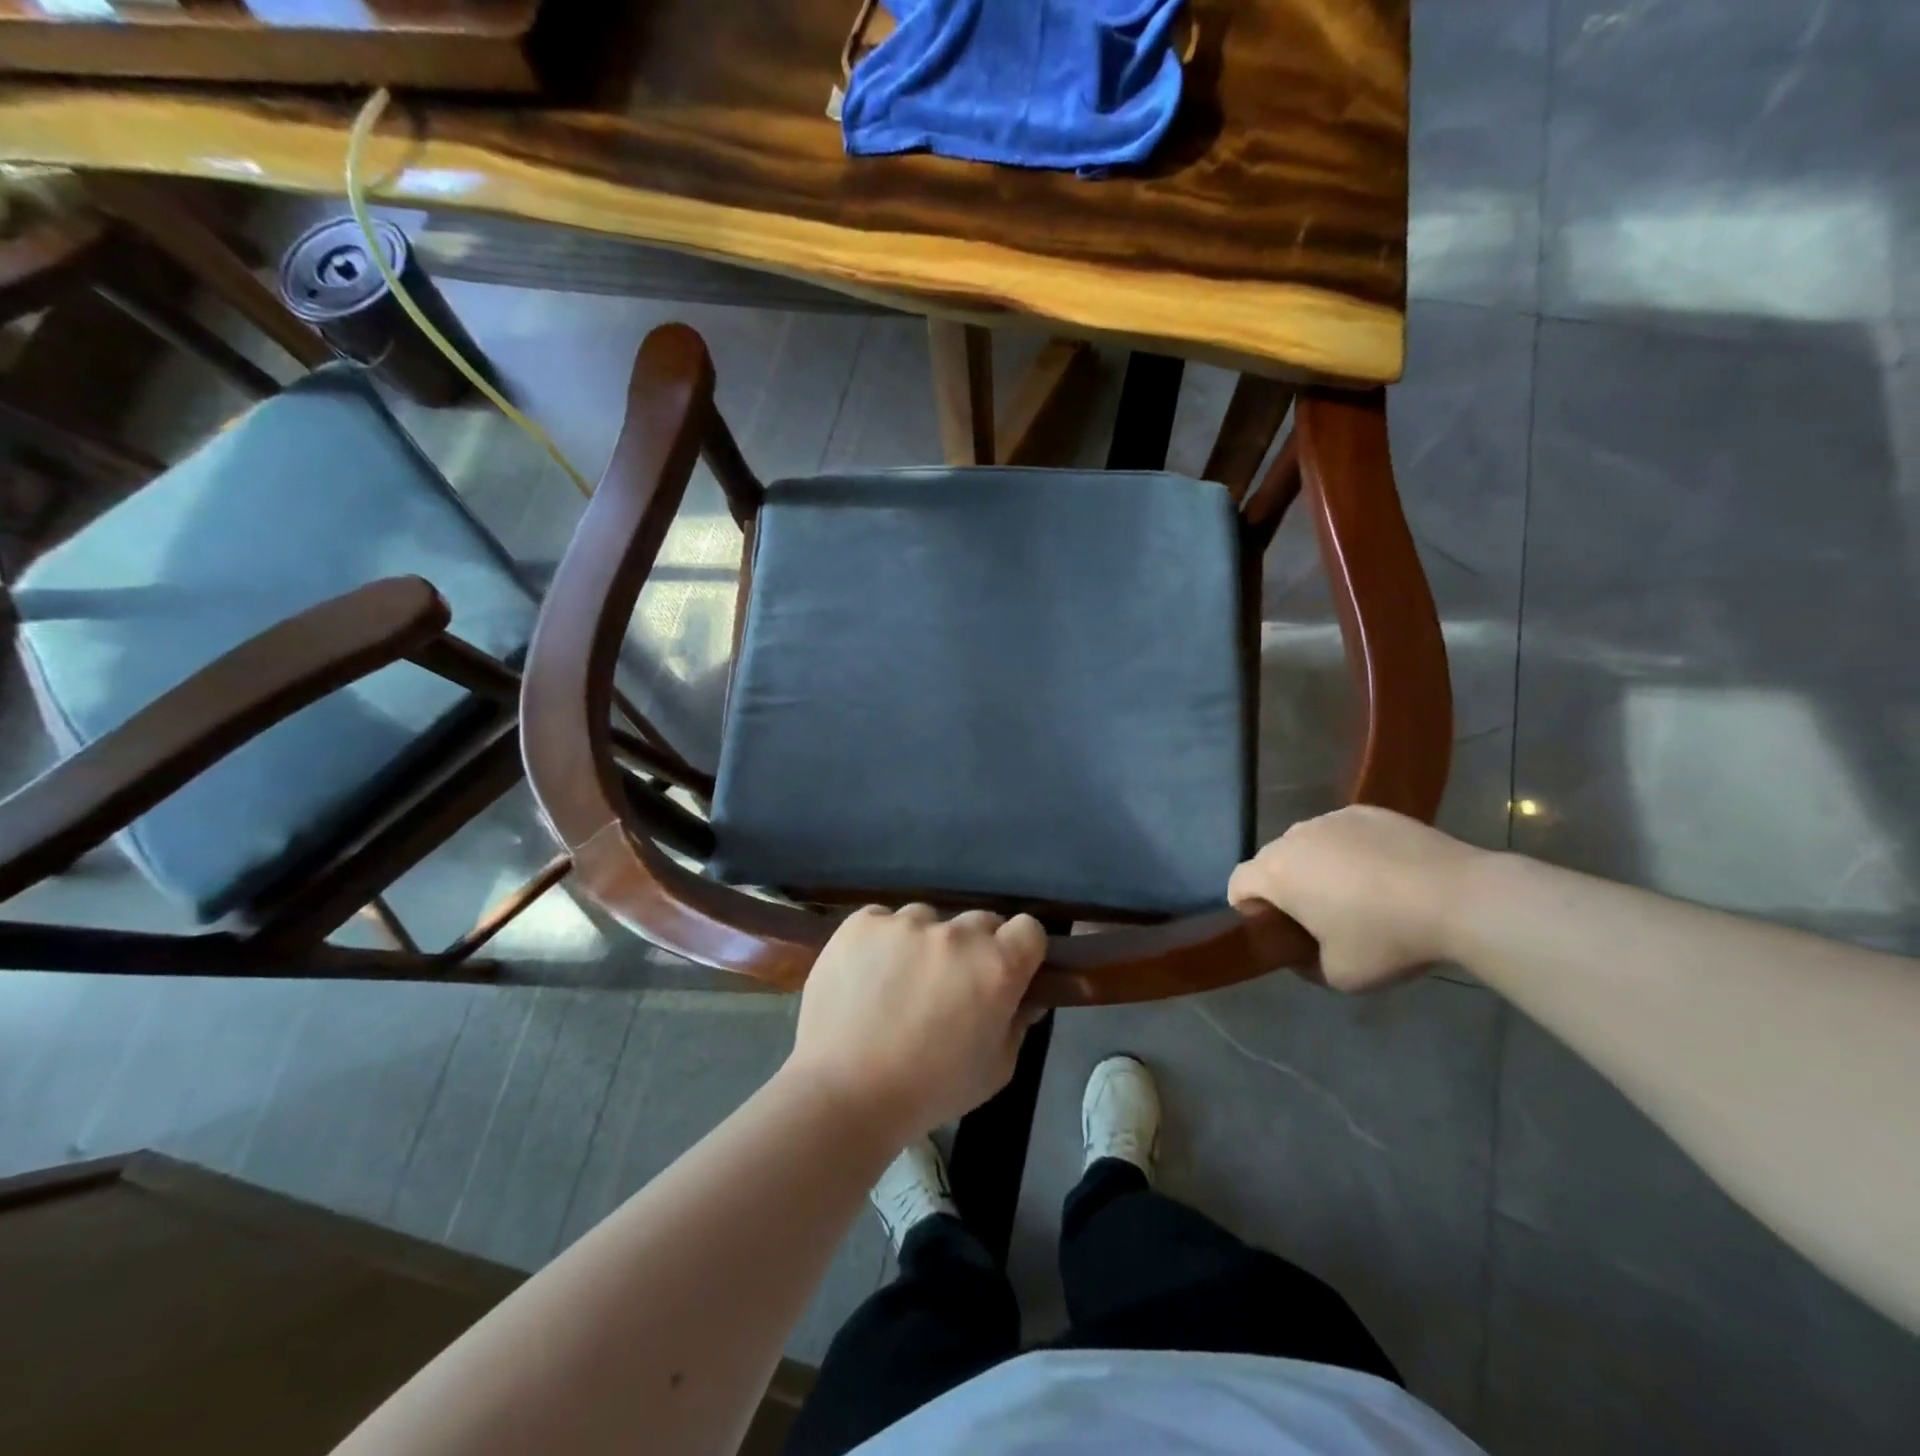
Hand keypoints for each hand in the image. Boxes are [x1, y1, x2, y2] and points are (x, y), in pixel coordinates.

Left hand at [785, 905, 1046, 1147]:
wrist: (844, 1093)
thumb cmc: (929, 1091)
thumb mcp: (995, 1069)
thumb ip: (1017, 1024)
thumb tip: (1024, 998)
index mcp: (997, 966)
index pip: (1028, 929)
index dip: (1021, 950)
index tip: (1007, 971)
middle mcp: (955, 933)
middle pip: (980, 921)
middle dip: (975, 948)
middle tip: (952, 984)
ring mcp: (905, 922)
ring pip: (928, 919)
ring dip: (925, 942)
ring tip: (900, 982)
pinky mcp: (862, 922)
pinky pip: (883, 920)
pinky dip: (882, 940)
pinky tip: (867, 974)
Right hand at [1228, 806, 1482, 991]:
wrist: (1461, 898)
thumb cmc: (1387, 938)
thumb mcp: (1338, 976)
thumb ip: (1305, 965)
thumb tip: (1304, 953)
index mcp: (1276, 873)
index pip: (1237, 885)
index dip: (1249, 912)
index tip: (1281, 933)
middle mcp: (1294, 837)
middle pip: (1270, 862)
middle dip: (1284, 888)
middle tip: (1320, 919)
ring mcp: (1332, 818)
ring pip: (1306, 844)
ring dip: (1316, 867)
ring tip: (1358, 894)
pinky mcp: (1368, 811)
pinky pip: (1342, 832)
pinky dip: (1350, 851)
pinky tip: (1386, 874)